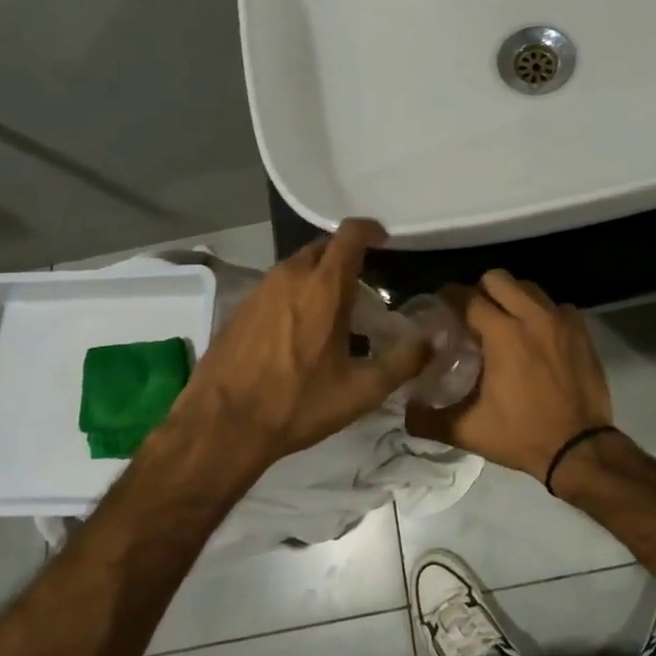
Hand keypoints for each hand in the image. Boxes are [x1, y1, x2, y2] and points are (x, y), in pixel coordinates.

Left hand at [173, 219, 428, 465]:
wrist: (222, 425)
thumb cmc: (298, 403)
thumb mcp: (361, 391)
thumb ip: (404, 362)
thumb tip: (433, 342)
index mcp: (323, 286)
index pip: (350, 234)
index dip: (370, 230)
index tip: (384, 241)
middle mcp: (290, 276)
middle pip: (324, 248)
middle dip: (345, 258)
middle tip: (362, 287)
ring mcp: (260, 289)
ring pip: (298, 267)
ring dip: (318, 278)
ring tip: (332, 312)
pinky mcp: (240, 307)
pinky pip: (276, 286)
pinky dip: (294, 294)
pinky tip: (298, 331)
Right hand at [406, 270, 613, 478]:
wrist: (580, 449)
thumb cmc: (522, 435)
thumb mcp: (469, 431)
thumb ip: (430, 420)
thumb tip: (406, 412)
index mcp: (503, 334)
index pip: (467, 297)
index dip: (449, 297)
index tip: (440, 305)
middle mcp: (532, 316)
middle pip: (498, 279)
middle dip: (480, 290)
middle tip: (472, 314)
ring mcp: (561, 320)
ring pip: (529, 288)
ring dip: (512, 298)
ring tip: (504, 322)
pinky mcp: (581, 330)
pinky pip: (556, 306)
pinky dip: (542, 314)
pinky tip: (536, 336)